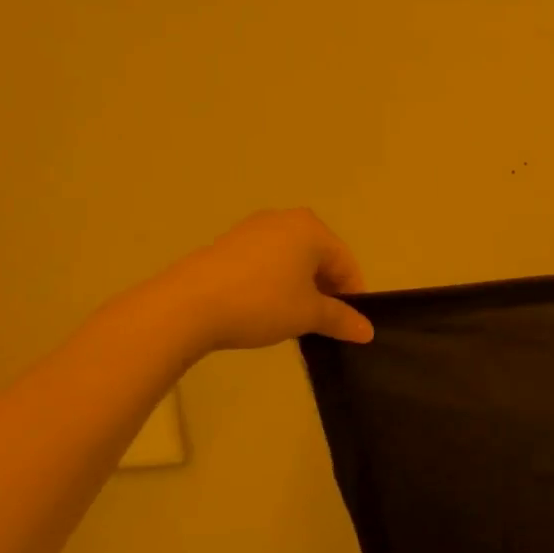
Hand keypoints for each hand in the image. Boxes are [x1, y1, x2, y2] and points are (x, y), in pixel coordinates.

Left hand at [153, 208, 375, 354]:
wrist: (186, 307)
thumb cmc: (261, 302)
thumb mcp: (309, 315)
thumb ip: (342, 320)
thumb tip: (367, 332)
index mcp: (312, 228)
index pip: (346, 263)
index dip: (353, 295)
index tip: (350, 323)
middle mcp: (285, 220)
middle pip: (319, 258)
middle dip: (325, 289)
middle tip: (323, 322)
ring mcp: (252, 229)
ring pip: (291, 260)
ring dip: (299, 287)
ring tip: (293, 318)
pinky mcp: (227, 244)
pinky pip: (265, 262)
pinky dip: (274, 282)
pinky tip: (264, 308)